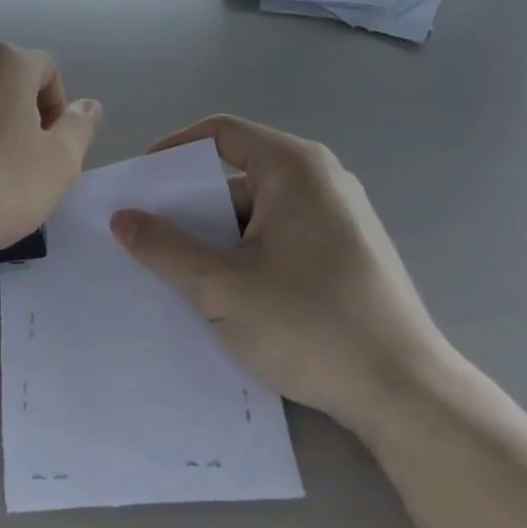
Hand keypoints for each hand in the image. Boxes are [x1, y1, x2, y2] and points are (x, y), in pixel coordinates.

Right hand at [110, 116, 450, 436]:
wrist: (404, 394)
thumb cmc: (308, 324)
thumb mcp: (220, 286)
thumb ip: (164, 247)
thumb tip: (121, 217)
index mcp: (294, 168)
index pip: (220, 133)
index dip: (172, 153)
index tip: (138, 189)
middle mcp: (321, 181)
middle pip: (236, 177)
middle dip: (188, 209)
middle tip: (147, 243)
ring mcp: (338, 220)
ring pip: (256, 215)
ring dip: (214, 241)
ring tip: (177, 278)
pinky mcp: (345, 256)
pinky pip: (279, 240)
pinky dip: (245, 258)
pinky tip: (225, 299)